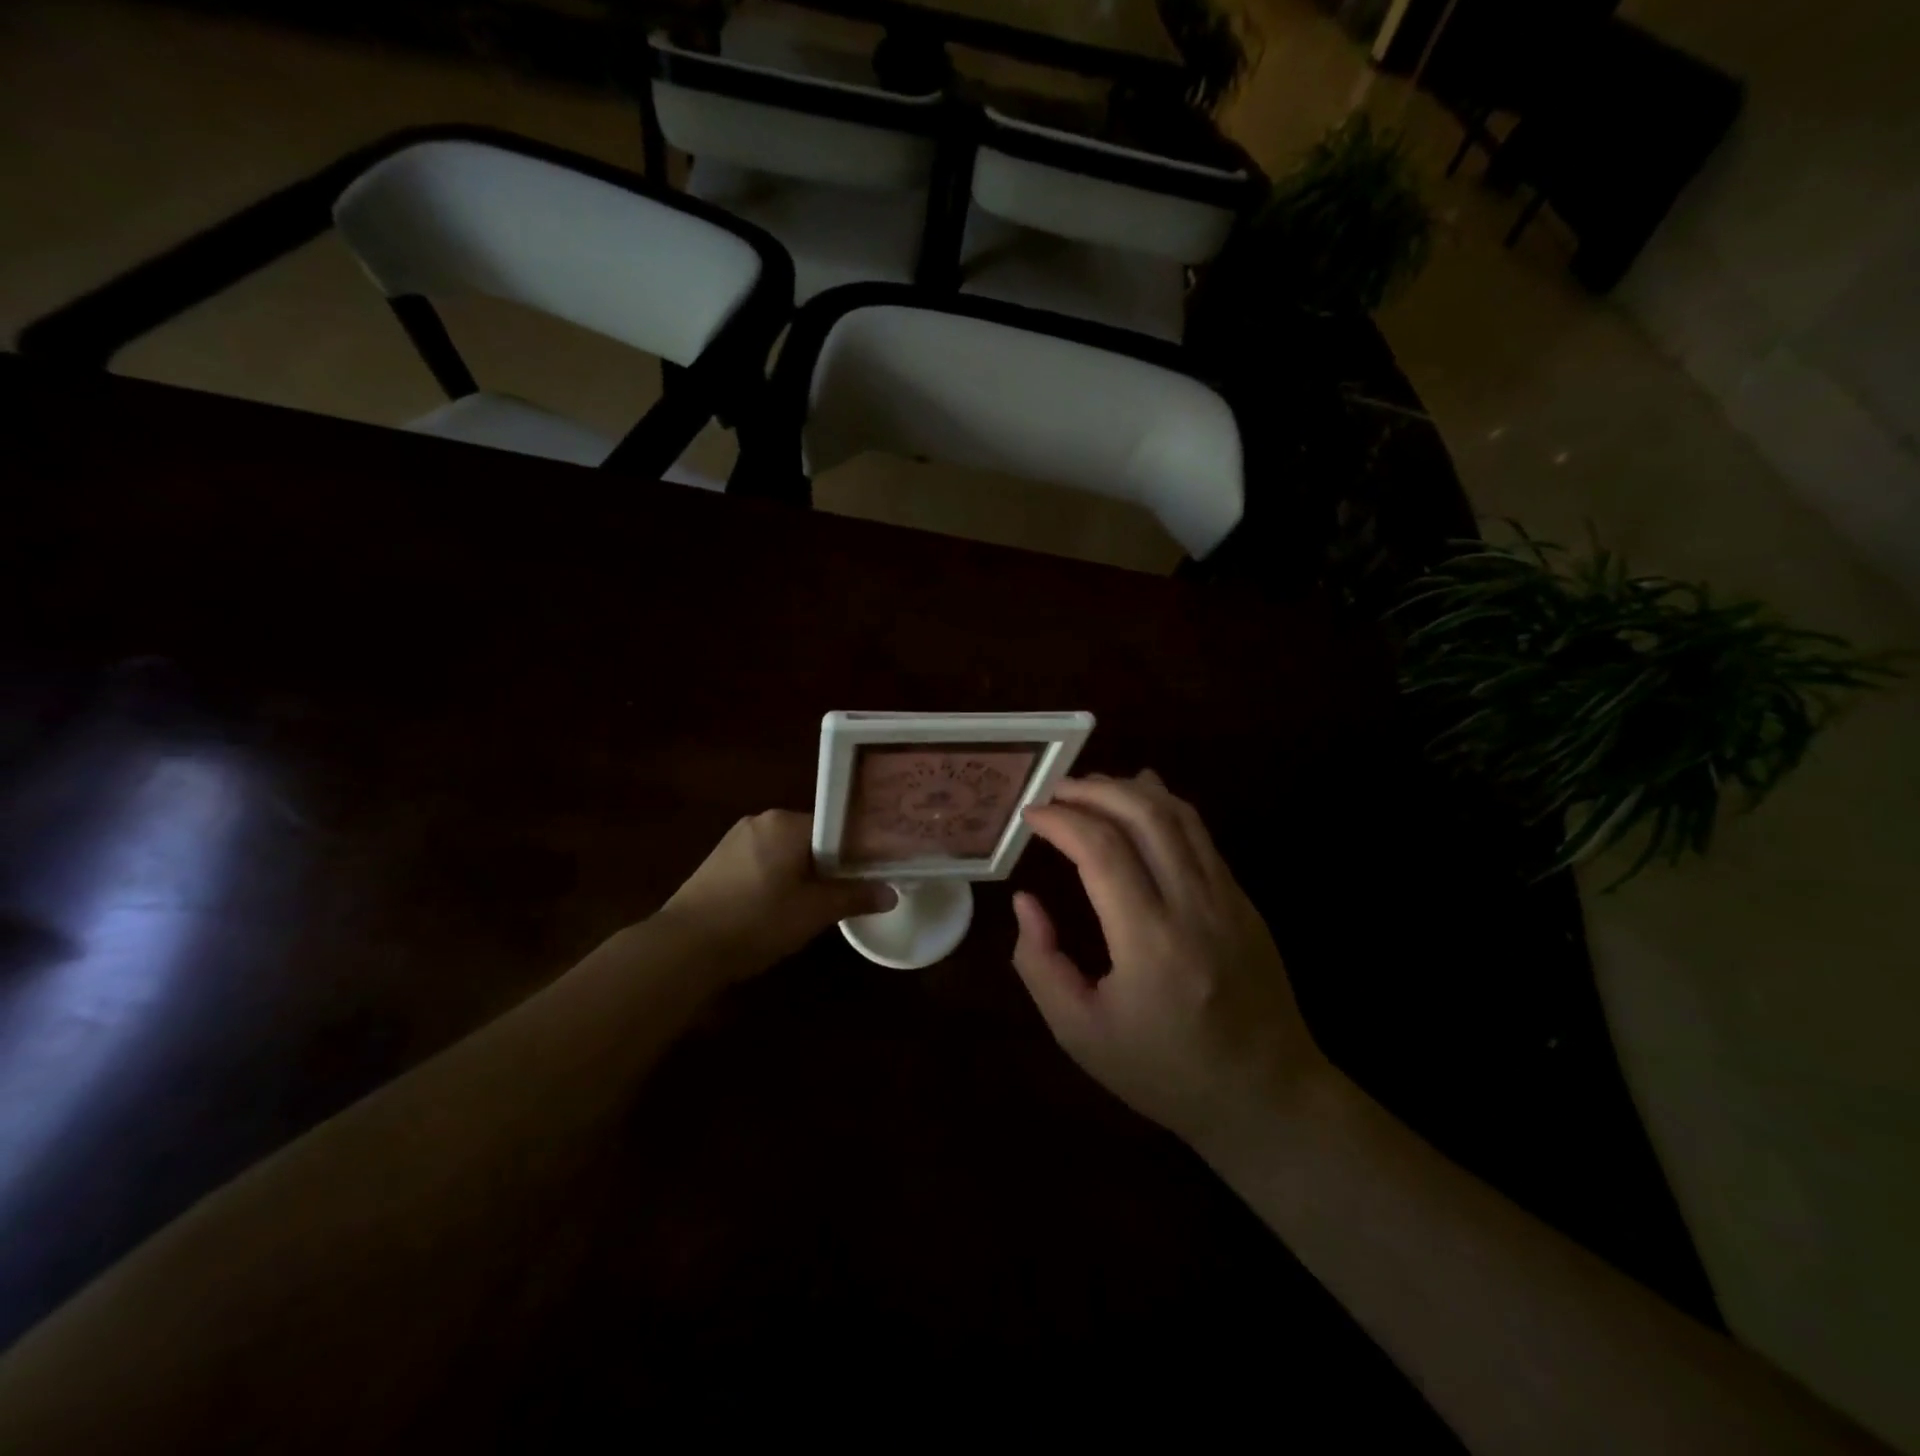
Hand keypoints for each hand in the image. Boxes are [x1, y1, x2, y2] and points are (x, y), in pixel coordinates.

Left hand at [656, 810, 894, 978]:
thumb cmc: (756, 921)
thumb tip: (891, 893)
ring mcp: (735, 840)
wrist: (683, 947)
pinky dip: (778, 879)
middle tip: (848, 894)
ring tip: (817, 906)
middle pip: (811, 838)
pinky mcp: (718, 862)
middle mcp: (761, 821)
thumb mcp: (813, 912)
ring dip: (803, 874)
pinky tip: (779, 909)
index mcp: (785, 822)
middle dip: (830, 864)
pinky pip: (763, 862)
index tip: (872, 872)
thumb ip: (854, 896)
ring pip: (786, 852)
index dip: (856, 851)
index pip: (835, 826)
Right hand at [1011, 771, 1330, 1148]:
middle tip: (1057, 790)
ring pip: (1180, 816)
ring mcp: (1228, 898)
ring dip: (1131, 790)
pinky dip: (1164, 808)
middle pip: (1145, 816)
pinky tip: (1141, 803)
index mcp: (1150, 943)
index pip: (1101, 851)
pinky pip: (1201, 836)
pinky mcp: (1244, 901)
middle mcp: (1194, 907)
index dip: (1061, 821)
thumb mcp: (1081, 1034)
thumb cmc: (1164, 1073)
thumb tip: (1026, 901)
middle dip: (1095, 790)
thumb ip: (1040, 964)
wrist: (1267, 1098)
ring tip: (1092, 787)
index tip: (1031, 814)